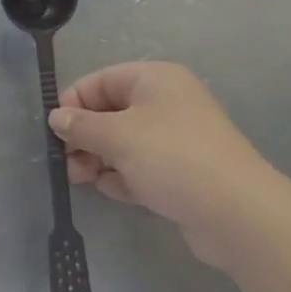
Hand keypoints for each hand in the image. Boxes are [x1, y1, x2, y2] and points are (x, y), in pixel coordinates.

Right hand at [51, 62, 266, 268]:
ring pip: (125, 141)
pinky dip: (122, 175)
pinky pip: (141, 166)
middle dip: (85, 134)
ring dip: (99, 157)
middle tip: (65, 160)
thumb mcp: (118, 136)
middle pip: (112, 111)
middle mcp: (167, 102)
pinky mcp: (182, 173)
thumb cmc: (172, 157)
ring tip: (80, 178)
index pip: (102, 80)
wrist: (236, 212)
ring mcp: (177, 139)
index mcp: (155, 79)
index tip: (54, 129)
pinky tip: (109, 190)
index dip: (75, 101)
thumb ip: (82, 126)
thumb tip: (56, 117)